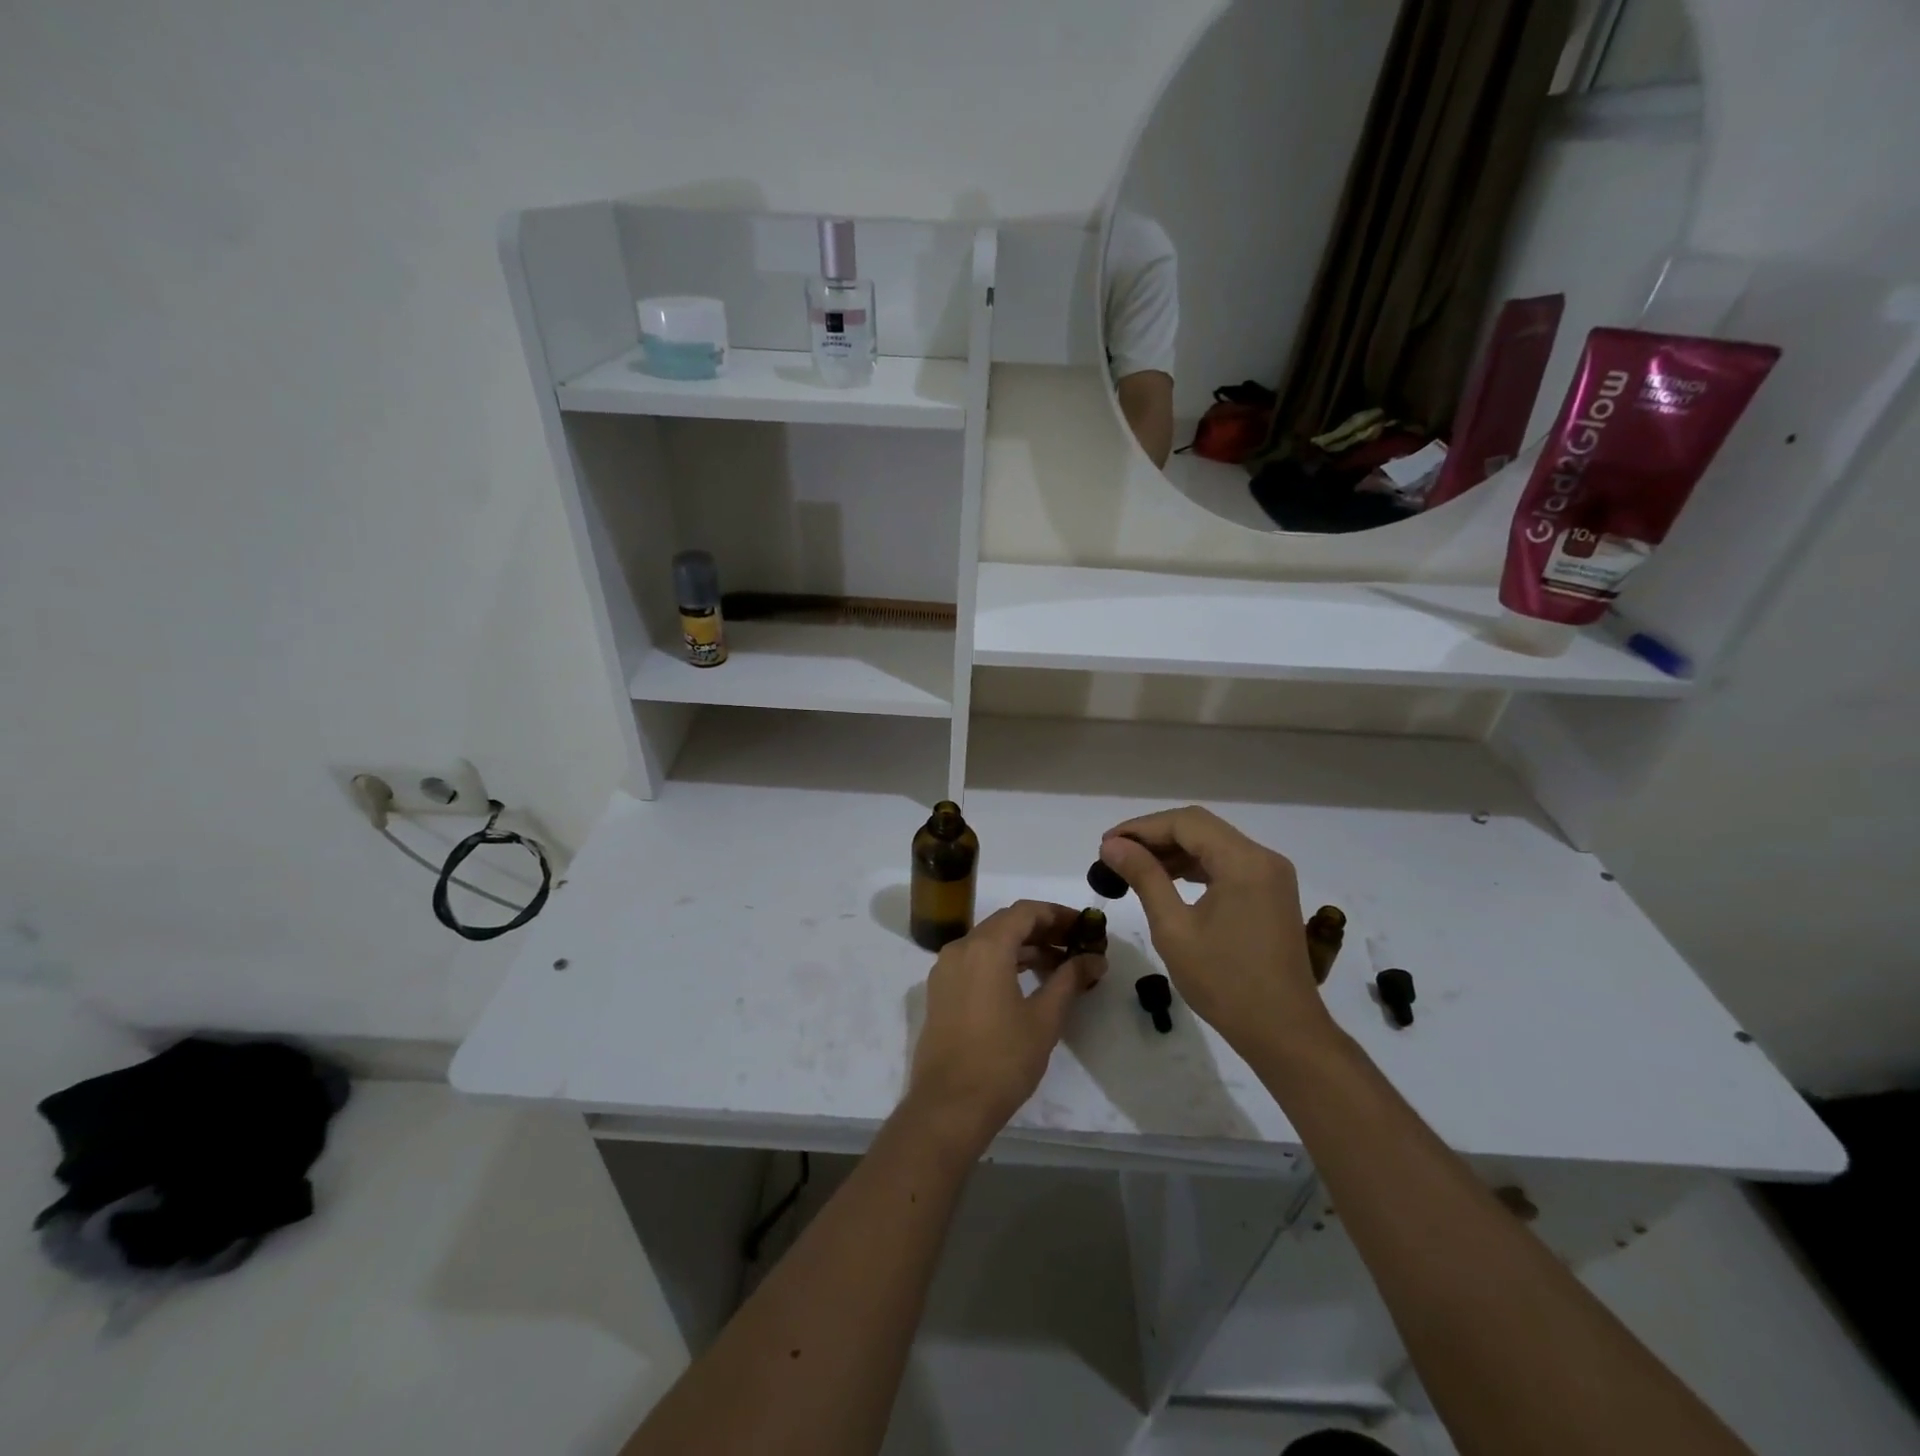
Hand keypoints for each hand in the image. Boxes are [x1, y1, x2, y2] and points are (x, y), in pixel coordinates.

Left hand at [907, 901, 1105, 1150]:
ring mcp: (946, 969)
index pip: (1025, 911)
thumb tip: (1095, 959)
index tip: (1085, 926)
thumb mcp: (1045, 1018)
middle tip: (1076, 944)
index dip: (1058, 914)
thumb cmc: (1003, 1059)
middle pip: (1006, 923)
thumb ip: (1070, 980)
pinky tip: (1027, 981)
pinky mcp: (940, 991)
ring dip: (1023, 947)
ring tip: (1059, 965)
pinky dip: (1002, 962)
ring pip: (989, 942)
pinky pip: (975, 961)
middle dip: (1043, 929)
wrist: (949, 1105)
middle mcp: (961, 948)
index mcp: (986, 947)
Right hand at [1098, 807, 1333, 1058]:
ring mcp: (1271, 876)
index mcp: (1244, 862)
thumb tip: (1113, 846)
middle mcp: (1263, 858)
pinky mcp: (1271, 894)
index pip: (1185, 823)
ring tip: (1133, 866)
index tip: (1107, 845)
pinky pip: (1227, 864)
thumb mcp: (1174, 928)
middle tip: (1115, 854)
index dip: (1141, 828)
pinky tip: (1167, 880)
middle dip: (1155, 836)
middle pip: (1201, 828)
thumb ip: (1144, 878)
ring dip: (1173, 850)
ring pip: (1214, 844)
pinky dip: (1195, 866)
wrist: (1283, 1033)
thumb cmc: (1224, 982)